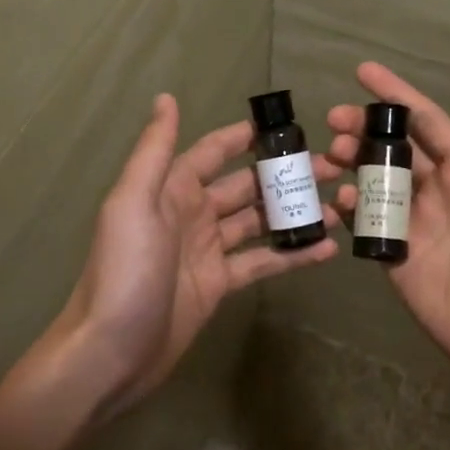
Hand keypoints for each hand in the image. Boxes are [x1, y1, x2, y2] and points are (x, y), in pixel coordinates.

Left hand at [55, 94, 340, 415]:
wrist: (111, 352)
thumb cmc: (124, 270)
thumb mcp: (134, 203)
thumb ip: (154, 150)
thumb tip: (166, 97)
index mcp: (172, 188)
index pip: (214, 151)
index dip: (246, 137)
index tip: (289, 126)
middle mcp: (192, 213)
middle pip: (245, 185)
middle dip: (283, 174)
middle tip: (333, 167)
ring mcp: (208, 250)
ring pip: (258, 221)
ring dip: (293, 212)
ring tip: (338, 204)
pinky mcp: (219, 284)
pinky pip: (261, 262)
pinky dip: (291, 254)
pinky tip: (325, 249)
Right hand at [326, 63, 449, 411]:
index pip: (426, 121)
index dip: (395, 95)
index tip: (362, 72)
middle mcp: (437, 191)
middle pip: (392, 147)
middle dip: (363, 127)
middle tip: (333, 119)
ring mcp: (414, 225)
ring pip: (374, 181)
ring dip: (352, 162)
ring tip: (329, 154)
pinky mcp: (396, 257)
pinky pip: (366, 224)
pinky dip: (349, 207)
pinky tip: (340, 200)